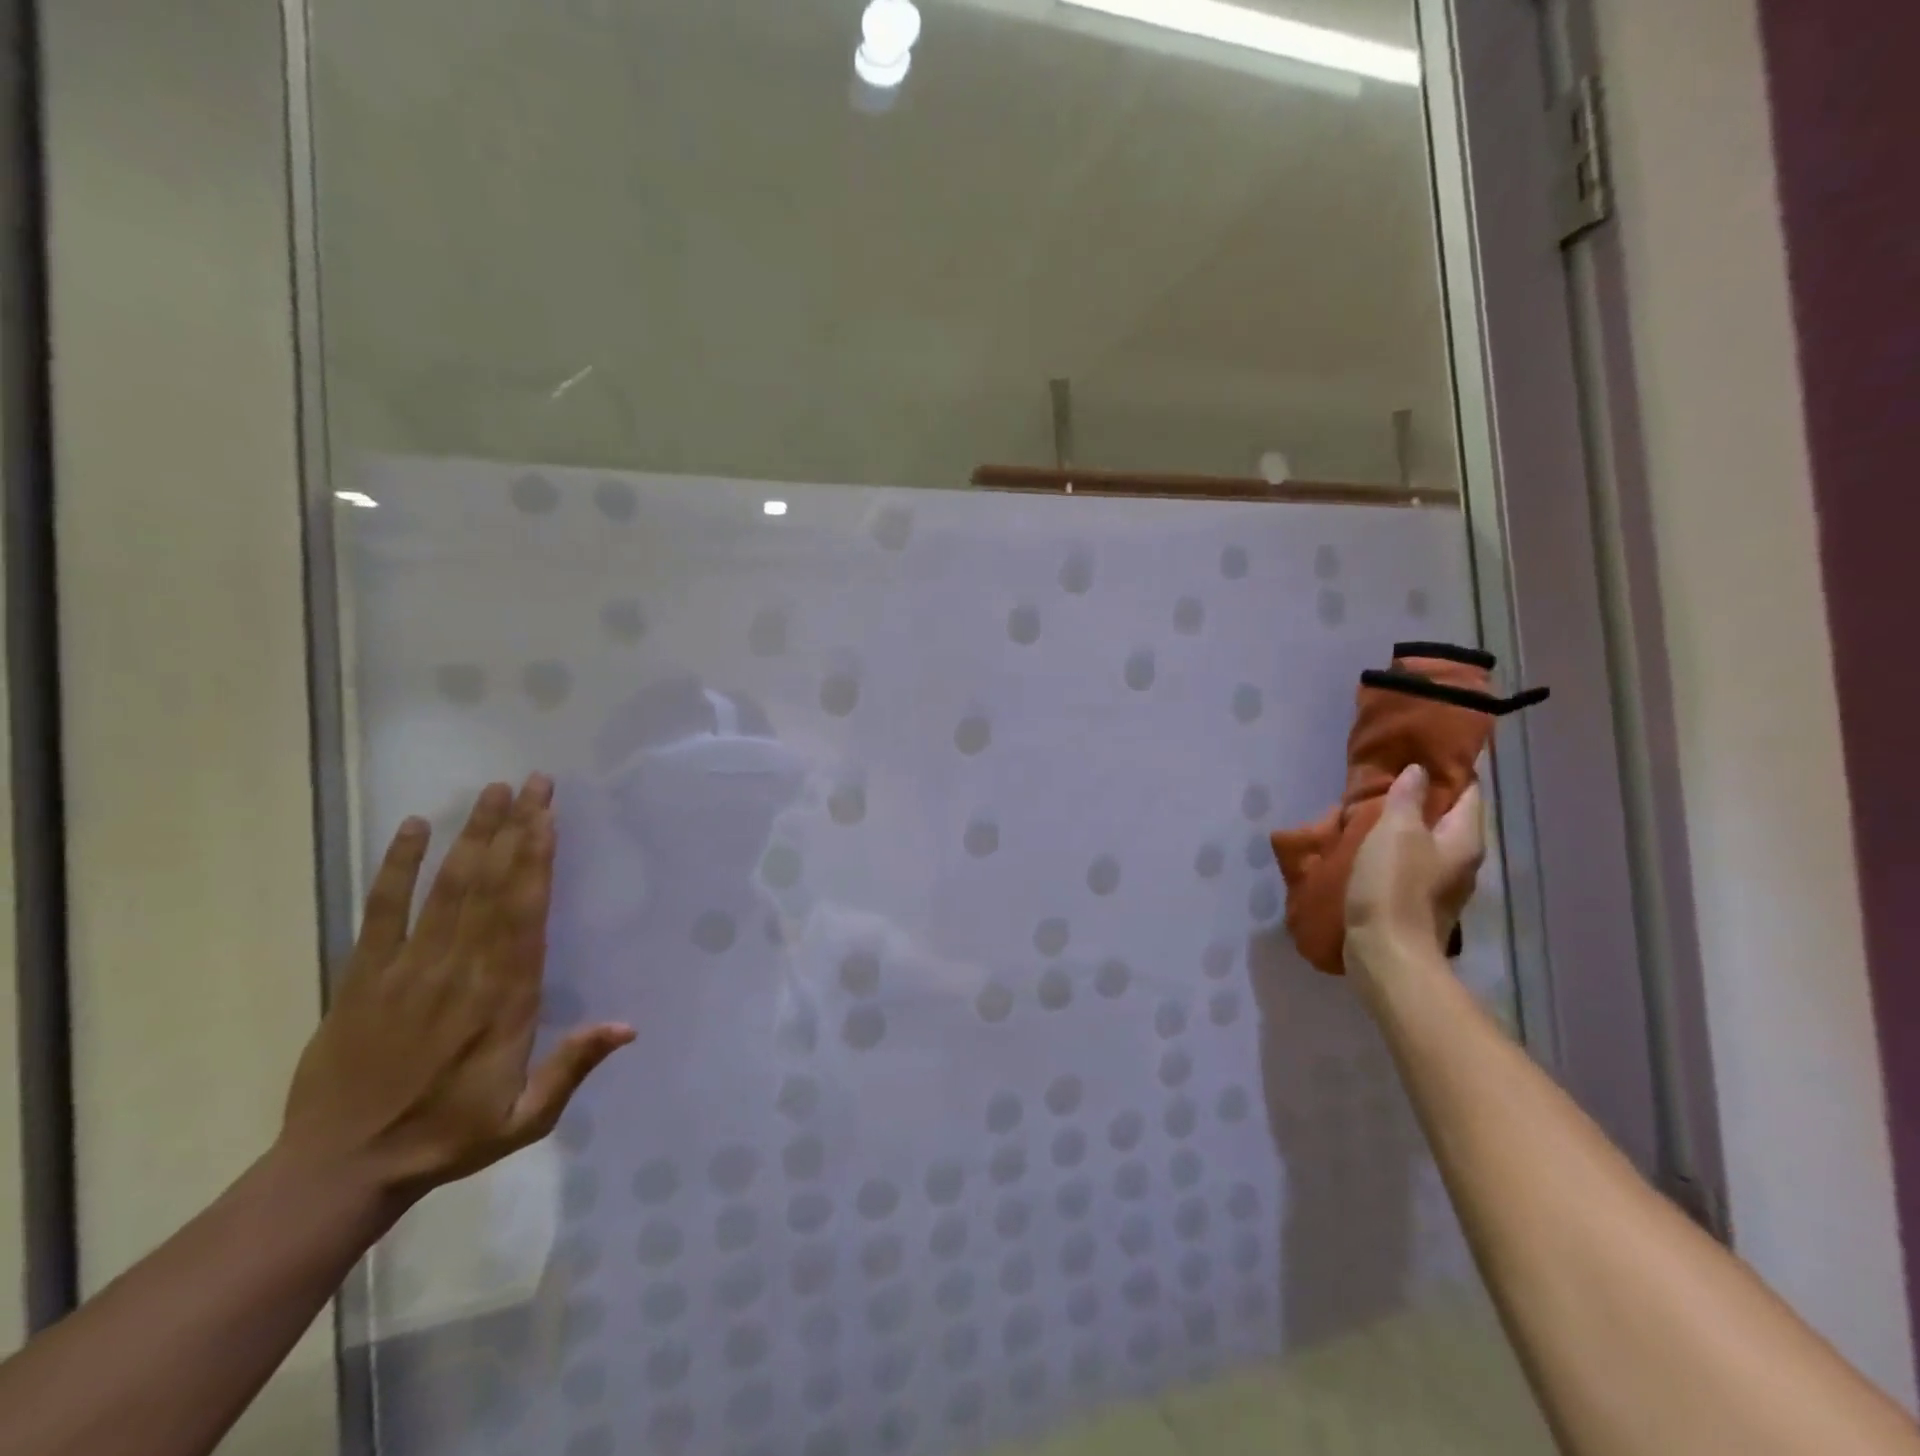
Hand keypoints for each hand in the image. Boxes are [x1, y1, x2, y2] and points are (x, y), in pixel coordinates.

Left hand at [278, 775, 633, 1206]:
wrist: (338, 1169)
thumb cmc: (445, 1138)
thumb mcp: (524, 1120)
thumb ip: (573, 1067)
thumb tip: (628, 1026)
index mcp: (504, 998)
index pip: (526, 912)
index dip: (538, 858)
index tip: (549, 815)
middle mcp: (460, 969)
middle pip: (493, 885)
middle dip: (516, 829)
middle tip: (533, 782)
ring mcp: (408, 967)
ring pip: (448, 886)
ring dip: (473, 835)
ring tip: (493, 791)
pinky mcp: (363, 975)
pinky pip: (382, 910)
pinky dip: (396, 867)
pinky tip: (412, 828)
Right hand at [1344, 764, 1484, 990]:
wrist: (1386, 952)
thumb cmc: (1394, 886)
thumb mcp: (1396, 832)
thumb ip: (1408, 799)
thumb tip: (1418, 772)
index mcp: (1465, 840)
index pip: (1468, 793)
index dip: (1448, 771)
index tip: (1421, 754)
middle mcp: (1462, 862)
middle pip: (1449, 819)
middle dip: (1424, 799)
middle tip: (1391, 780)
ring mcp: (1441, 886)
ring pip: (1428, 843)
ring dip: (1406, 826)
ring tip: (1375, 811)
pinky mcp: (1418, 903)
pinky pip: (1411, 864)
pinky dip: (1395, 851)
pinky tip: (1370, 848)